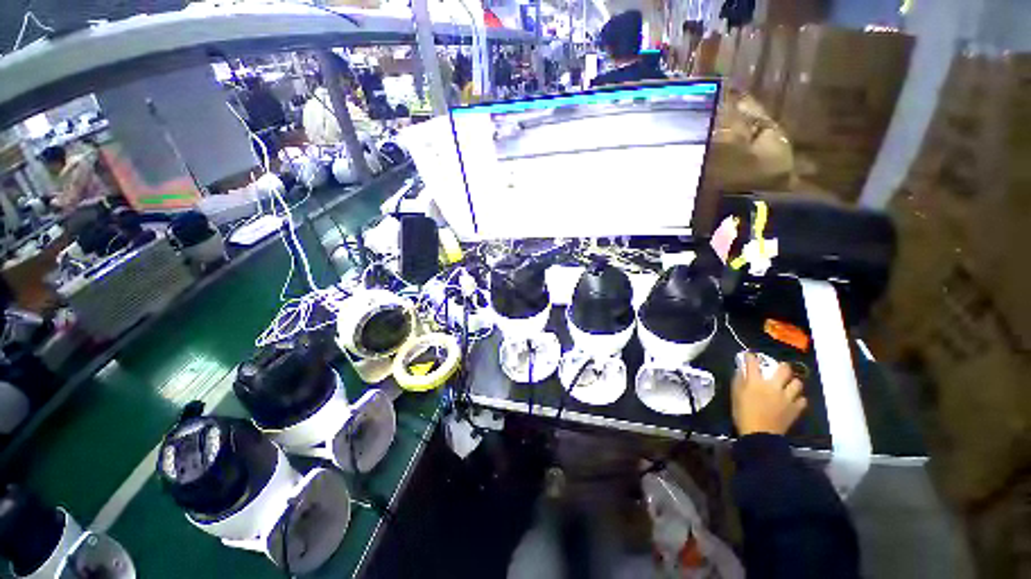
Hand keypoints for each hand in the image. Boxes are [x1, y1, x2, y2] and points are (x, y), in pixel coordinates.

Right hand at [732, 353, 806, 435]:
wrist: (759, 434)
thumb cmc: (743, 414)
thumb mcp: (735, 395)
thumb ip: (738, 381)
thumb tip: (741, 371)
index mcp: (756, 382)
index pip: (753, 363)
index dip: (751, 357)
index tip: (750, 355)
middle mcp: (774, 386)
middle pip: (784, 370)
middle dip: (782, 366)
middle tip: (779, 368)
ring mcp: (787, 397)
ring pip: (797, 383)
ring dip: (793, 382)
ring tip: (789, 384)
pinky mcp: (795, 409)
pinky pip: (802, 400)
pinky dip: (799, 398)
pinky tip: (794, 400)